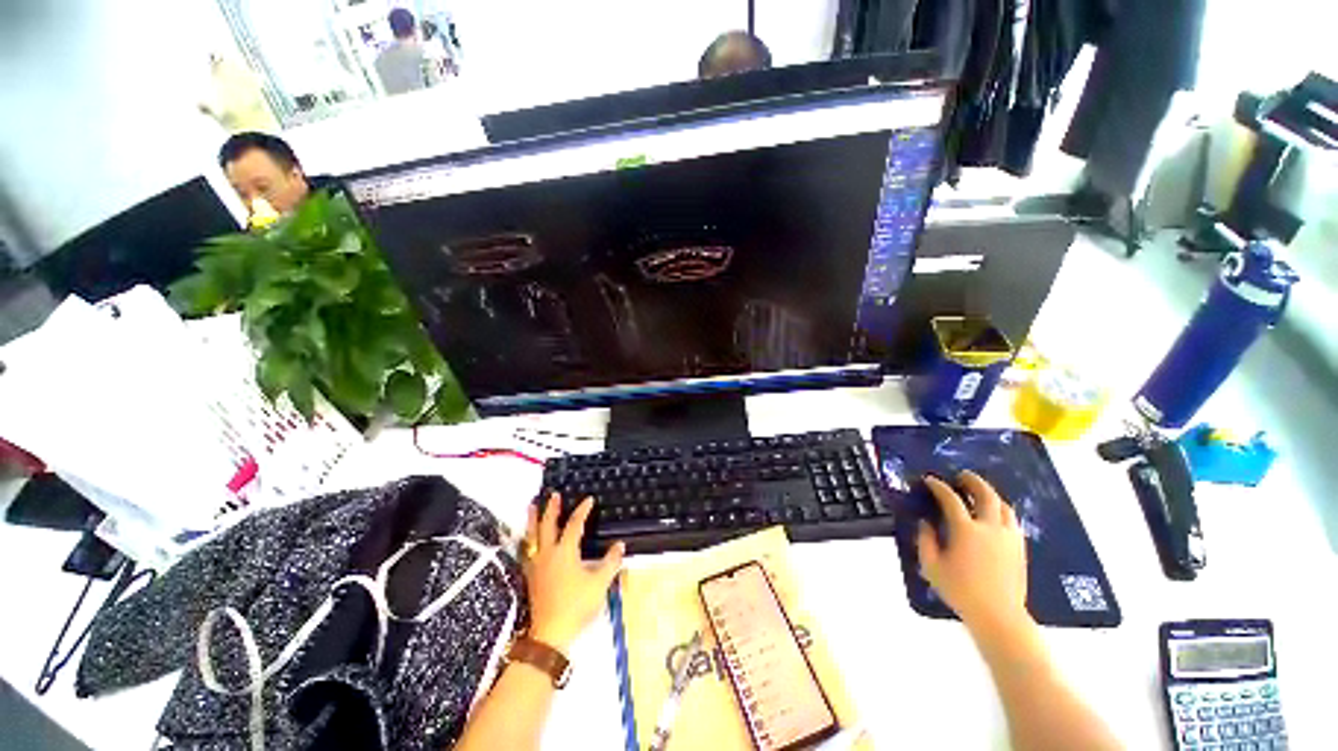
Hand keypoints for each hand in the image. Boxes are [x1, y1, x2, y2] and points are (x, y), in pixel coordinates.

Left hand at [522, 493, 624, 652]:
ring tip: (531, 506)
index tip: (589, 499)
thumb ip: (610, 562)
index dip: (582, 510)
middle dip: (551, 509)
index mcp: (565, 551)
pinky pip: (527, 549)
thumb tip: (620, 545)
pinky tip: (529, 539)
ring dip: (533, 520)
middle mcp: (548, 553)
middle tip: (554, 494)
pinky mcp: (531, 576)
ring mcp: (537, 565)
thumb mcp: (599, 584)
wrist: (550, 634)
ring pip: (533, 536)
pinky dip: (528, 538)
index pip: (574, 525)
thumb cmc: (576, 605)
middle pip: (548, 525)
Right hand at [916, 472, 1028, 632]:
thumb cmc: (960, 591)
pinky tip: (995, 516)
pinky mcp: (1019, 548)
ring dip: (991, 494)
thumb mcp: (931, 566)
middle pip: (985, 495)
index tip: (930, 480)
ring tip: (980, 493)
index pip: (951, 499)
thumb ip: (925, 540)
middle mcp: (990, 528)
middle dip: (973, 481)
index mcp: (966, 530)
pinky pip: (1012, 521)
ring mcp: (1008, 537)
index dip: (939, 486)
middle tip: (962, 476)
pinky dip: (1002, 511)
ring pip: (1004, 506)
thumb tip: (926, 523)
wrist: (998, 615)